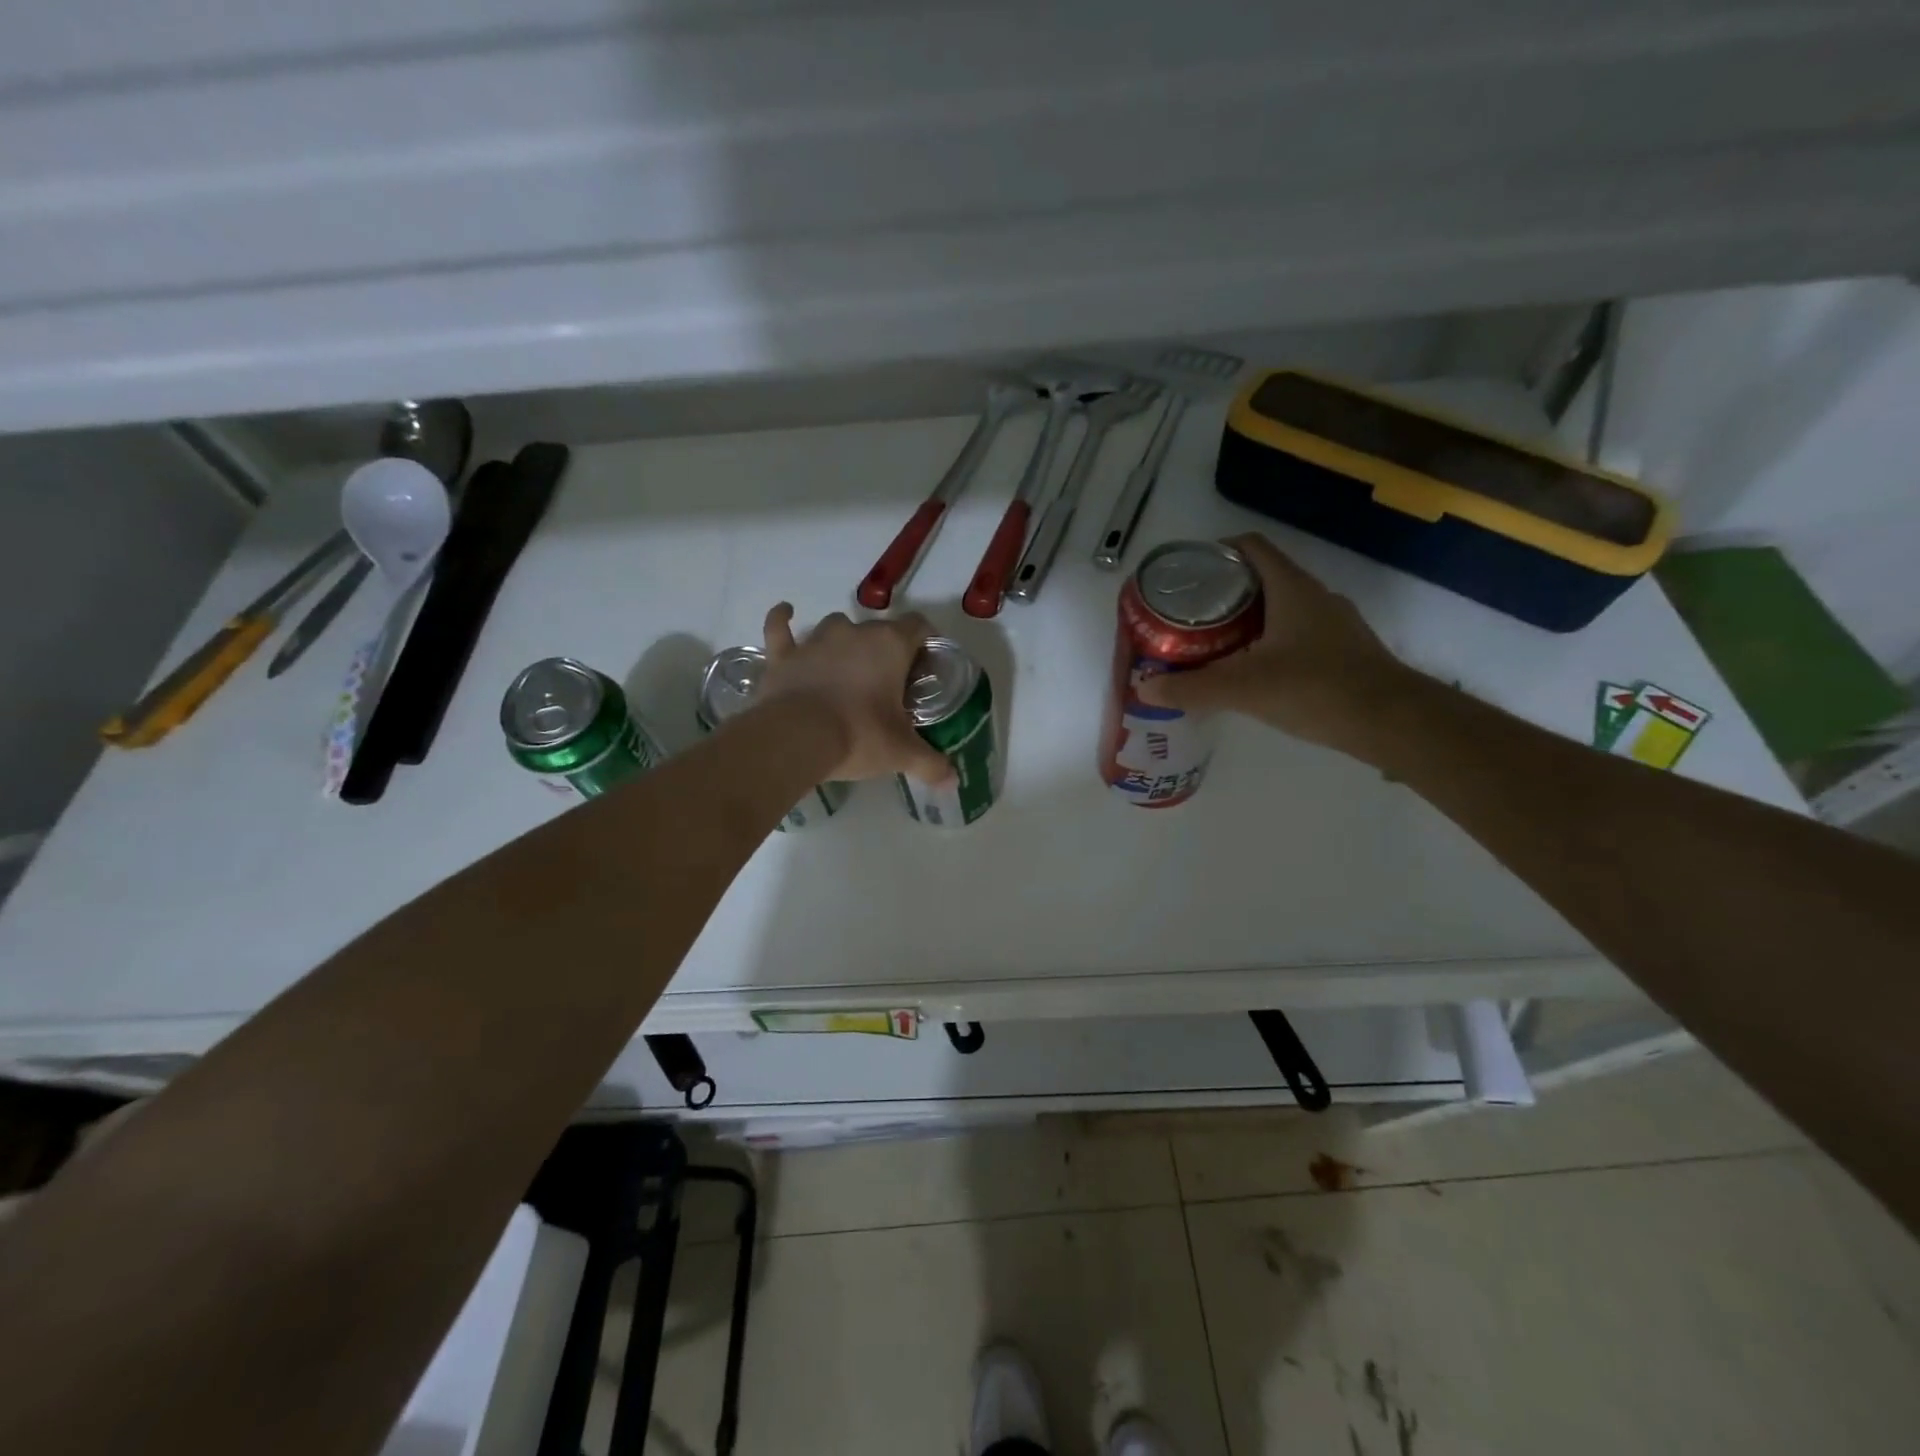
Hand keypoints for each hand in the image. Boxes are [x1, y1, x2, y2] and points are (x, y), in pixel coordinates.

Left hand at [756, 604, 953, 784]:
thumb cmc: (859, 736)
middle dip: (885, 649)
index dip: (924, 641)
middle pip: (878, 628)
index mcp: (890, 646)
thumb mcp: (901, 753)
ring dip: (843, 640)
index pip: (918, 626)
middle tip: (888, 682)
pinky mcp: (783, 654)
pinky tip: (786, 613)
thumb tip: (953, 782)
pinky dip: (782, 620)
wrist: (796, 738)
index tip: (925, 664)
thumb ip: (931, 764)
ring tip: (846, 665)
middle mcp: (854, 633)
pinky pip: (780, 628)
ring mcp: (815, 641)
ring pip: (836, 626)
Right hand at [1135, 533, 1414, 749]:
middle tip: (1190, 616)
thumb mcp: (1244, 689)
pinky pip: (1297, 634)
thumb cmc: (1316, 689)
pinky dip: (1269, 642)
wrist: (1392, 721)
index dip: (1217, 552)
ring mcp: (1334, 624)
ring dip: (1247, 620)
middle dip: (1223, 592)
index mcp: (1291, 588)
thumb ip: (1192, 688)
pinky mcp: (1343, 651)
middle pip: (1262, 578)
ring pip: (1280, 608)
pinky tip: (1254, 671)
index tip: (1187, 573)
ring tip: (1214, 644)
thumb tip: (1143, 687)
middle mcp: (1315, 596)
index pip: (1250, 547)